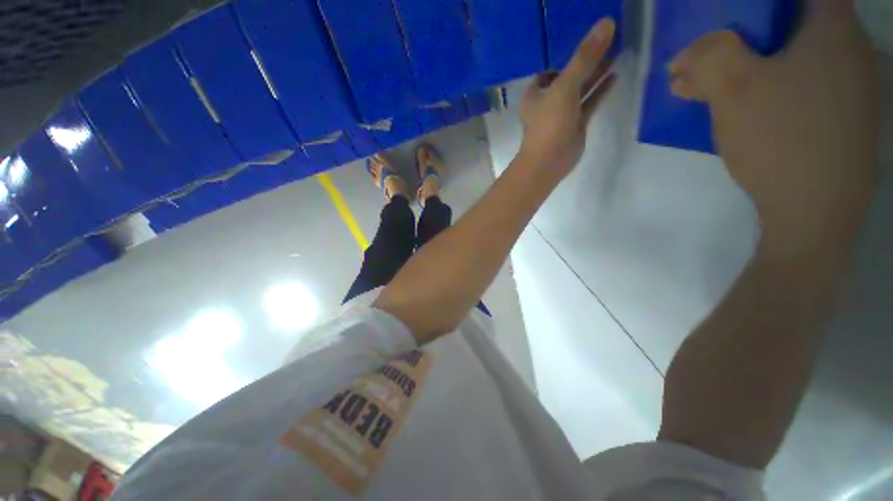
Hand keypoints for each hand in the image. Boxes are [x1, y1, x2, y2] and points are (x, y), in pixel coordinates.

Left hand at [519, 18, 616, 179]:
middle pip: (571, 73)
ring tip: (619, 49)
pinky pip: (590, 102)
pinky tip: (616, 74)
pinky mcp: (576, 124)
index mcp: (537, 90)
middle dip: (589, 57)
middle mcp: (549, 99)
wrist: (547, 163)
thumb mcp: (564, 87)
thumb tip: (606, 24)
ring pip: (582, 87)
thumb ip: (585, 58)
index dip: (570, 47)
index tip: (590, 29)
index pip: (554, 63)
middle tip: (612, 35)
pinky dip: (601, 90)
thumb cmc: (549, 124)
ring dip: (598, 71)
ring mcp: (563, 112)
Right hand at [668, 1, 876, 256]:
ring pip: (799, 58)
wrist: (814, 212)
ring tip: (716, 90)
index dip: (763, 5)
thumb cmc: (781, 139)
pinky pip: (806, 87)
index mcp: (834, 31)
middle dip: (749, 35)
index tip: (733, 20)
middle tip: (712, 57)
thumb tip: (690, 53)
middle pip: (796, 23)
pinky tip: (749, 111)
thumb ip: (710, 55)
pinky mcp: (844, 120)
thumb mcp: (733, 88)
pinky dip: (776, 89)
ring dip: (756, 65)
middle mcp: (852, 52)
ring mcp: (853, 90)